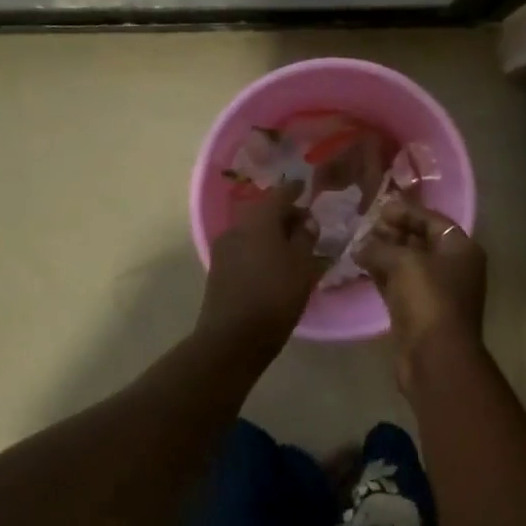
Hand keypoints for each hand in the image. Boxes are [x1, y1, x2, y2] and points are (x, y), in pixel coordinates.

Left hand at [198, 181, 324, 352]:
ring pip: (252, 230)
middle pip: (263, 211)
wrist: (232, 338)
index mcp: (259, 220)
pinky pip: (245, 247)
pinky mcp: (219, 269)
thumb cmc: (275, 296)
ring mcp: (224, 249)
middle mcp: (237, 228)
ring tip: (293, 244)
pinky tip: (274, 261)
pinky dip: (261, 247)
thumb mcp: (302, 265)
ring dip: (271, 232)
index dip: (295, 189)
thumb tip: (306, 220)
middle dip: (284, 213)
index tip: (306, 187)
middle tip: (305, 221)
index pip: (279, 194)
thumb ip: (306, 238)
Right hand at [355, 199, 487, 364]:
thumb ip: (382, 247)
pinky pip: (398, 284)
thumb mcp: (405, 263)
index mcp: (461, 249)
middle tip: (365, 224)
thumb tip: (361, 245)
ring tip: (358, 242)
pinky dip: (382, 274)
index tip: (380, 207)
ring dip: (385, 253)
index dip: (407, 211)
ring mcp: (436, 291)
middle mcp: (453, 267)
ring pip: (408, 264)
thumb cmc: (428, 299)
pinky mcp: (417, 311)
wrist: (435, 357)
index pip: (434, 220)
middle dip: (394, 231)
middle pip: (421, 241)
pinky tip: (360, 264)